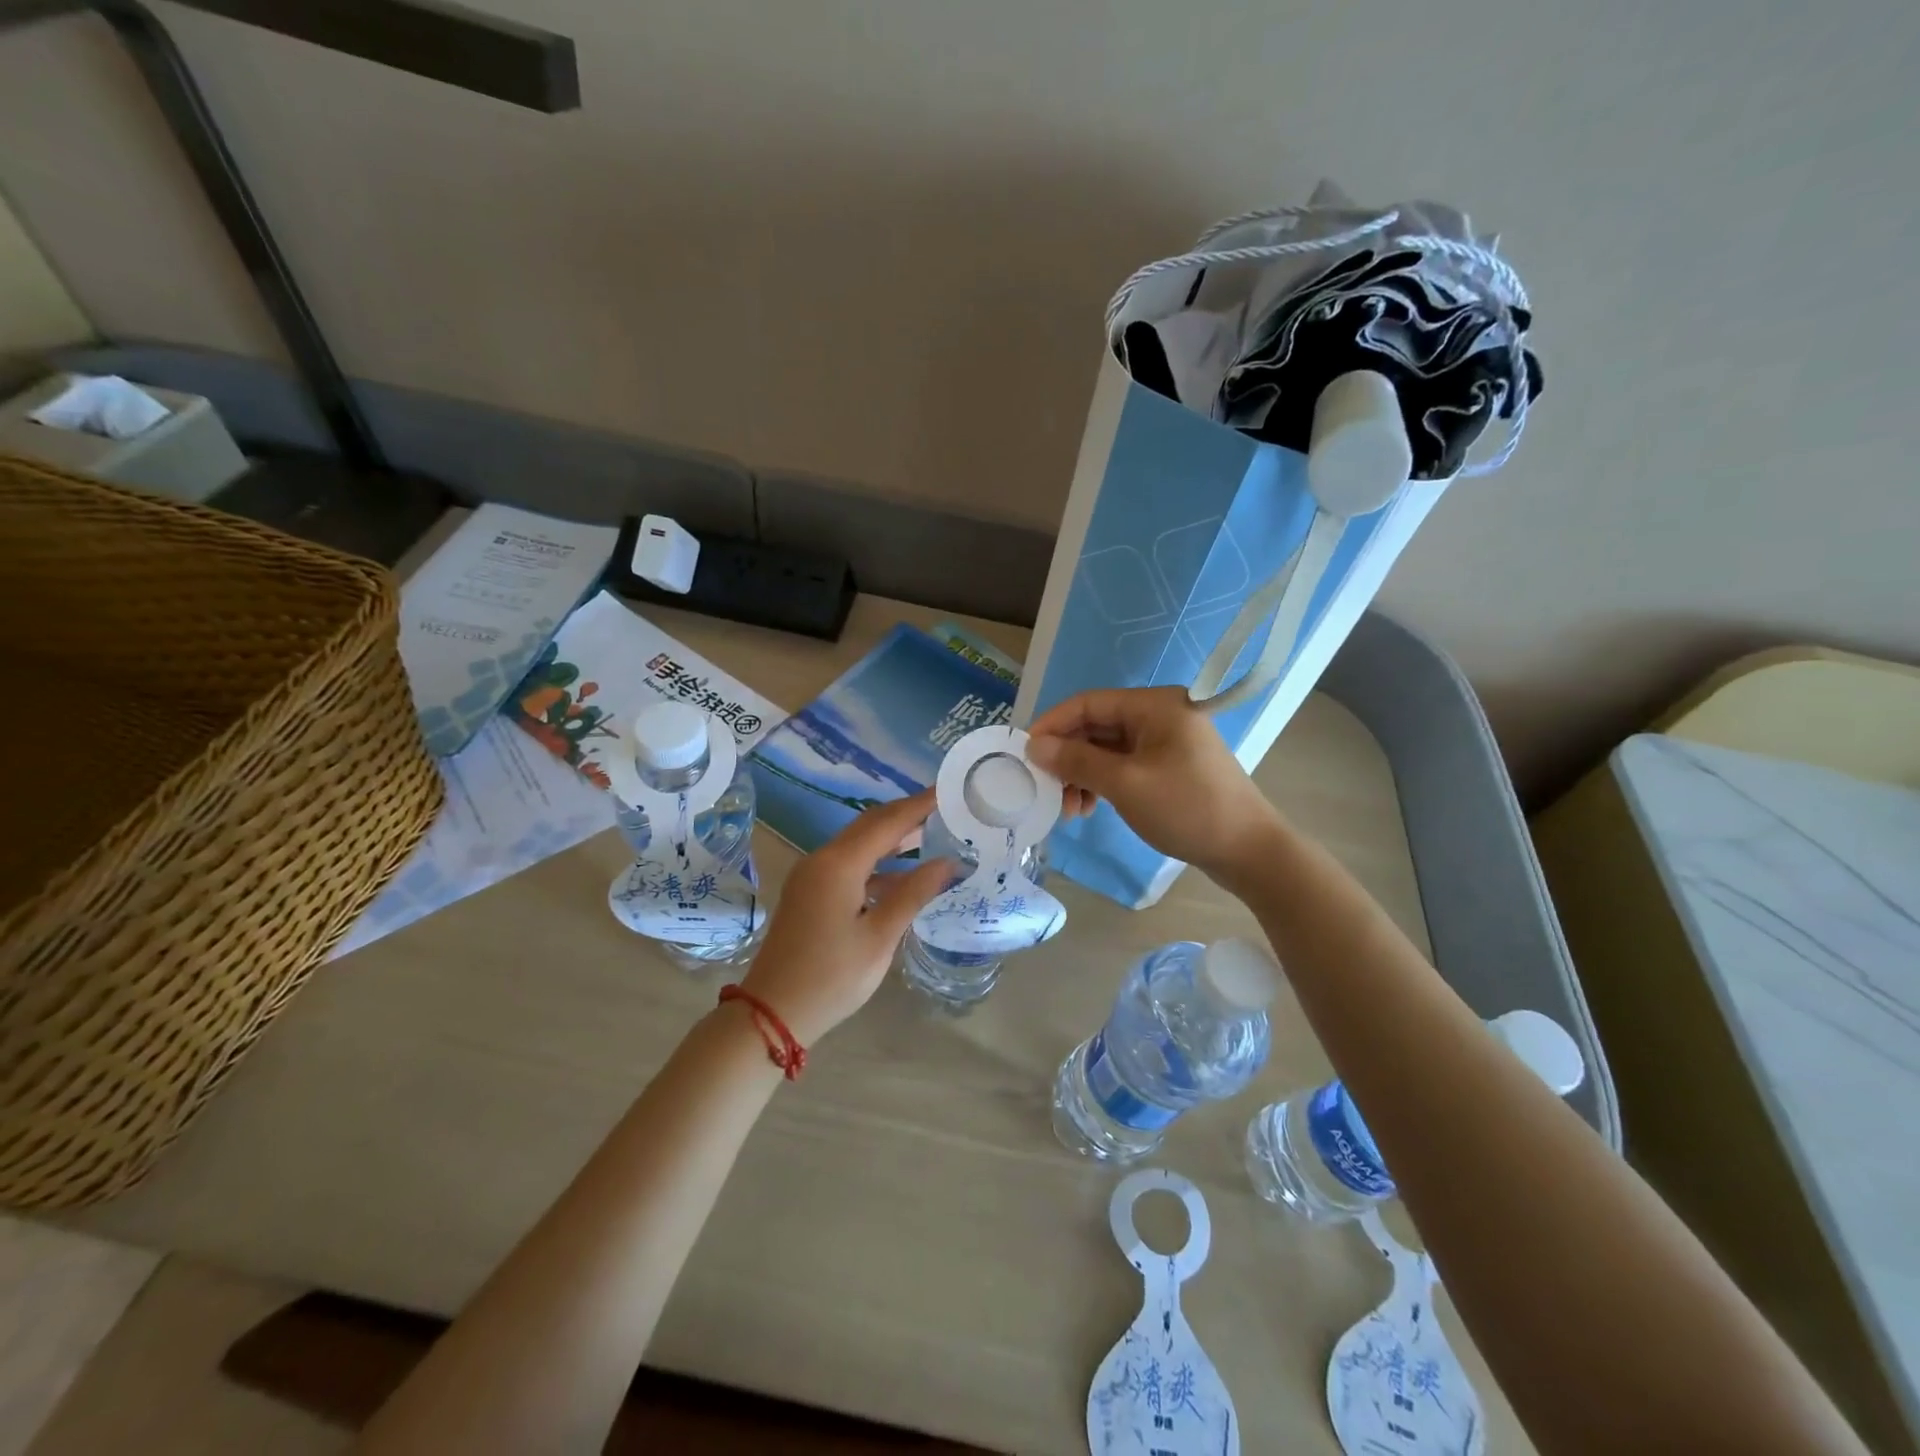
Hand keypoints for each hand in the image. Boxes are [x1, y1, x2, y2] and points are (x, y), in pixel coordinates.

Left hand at [738, 790, 952, 1046]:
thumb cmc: (832, 976)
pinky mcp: (809, 892)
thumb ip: (914, 893)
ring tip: (931, 833)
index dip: (920, 805)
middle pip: (870, 825)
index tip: (948, 790)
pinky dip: (876, 860)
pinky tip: (901, 874)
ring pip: (858, 843)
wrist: (772, 1012)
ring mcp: (812, 875)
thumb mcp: (880, 937)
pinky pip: (848, 862)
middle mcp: (822, 859)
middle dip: (906, 814)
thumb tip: (948, 862)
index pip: (888, 822)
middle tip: (944, 808)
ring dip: (892, 836)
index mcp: (839, 864)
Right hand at [1026, 686, 1282, 882]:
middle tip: (1046, 789)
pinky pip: (1123, 765)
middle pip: (1096, 726)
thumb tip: (1034, 745)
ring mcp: (1165, 741)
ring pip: (1107, 749)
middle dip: (1067, 758)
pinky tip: (1089, 808)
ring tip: (1069, 809)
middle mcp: (1159, 715)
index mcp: (1154, 705)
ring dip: (1082, 775)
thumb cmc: (1187, 809)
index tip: (1025, 753)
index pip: (1088, 703)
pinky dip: (1102, 783)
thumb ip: (1076, 761)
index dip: (1053, 725)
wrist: (1248, 850)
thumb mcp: (1125, 784)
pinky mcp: (1168, 766)